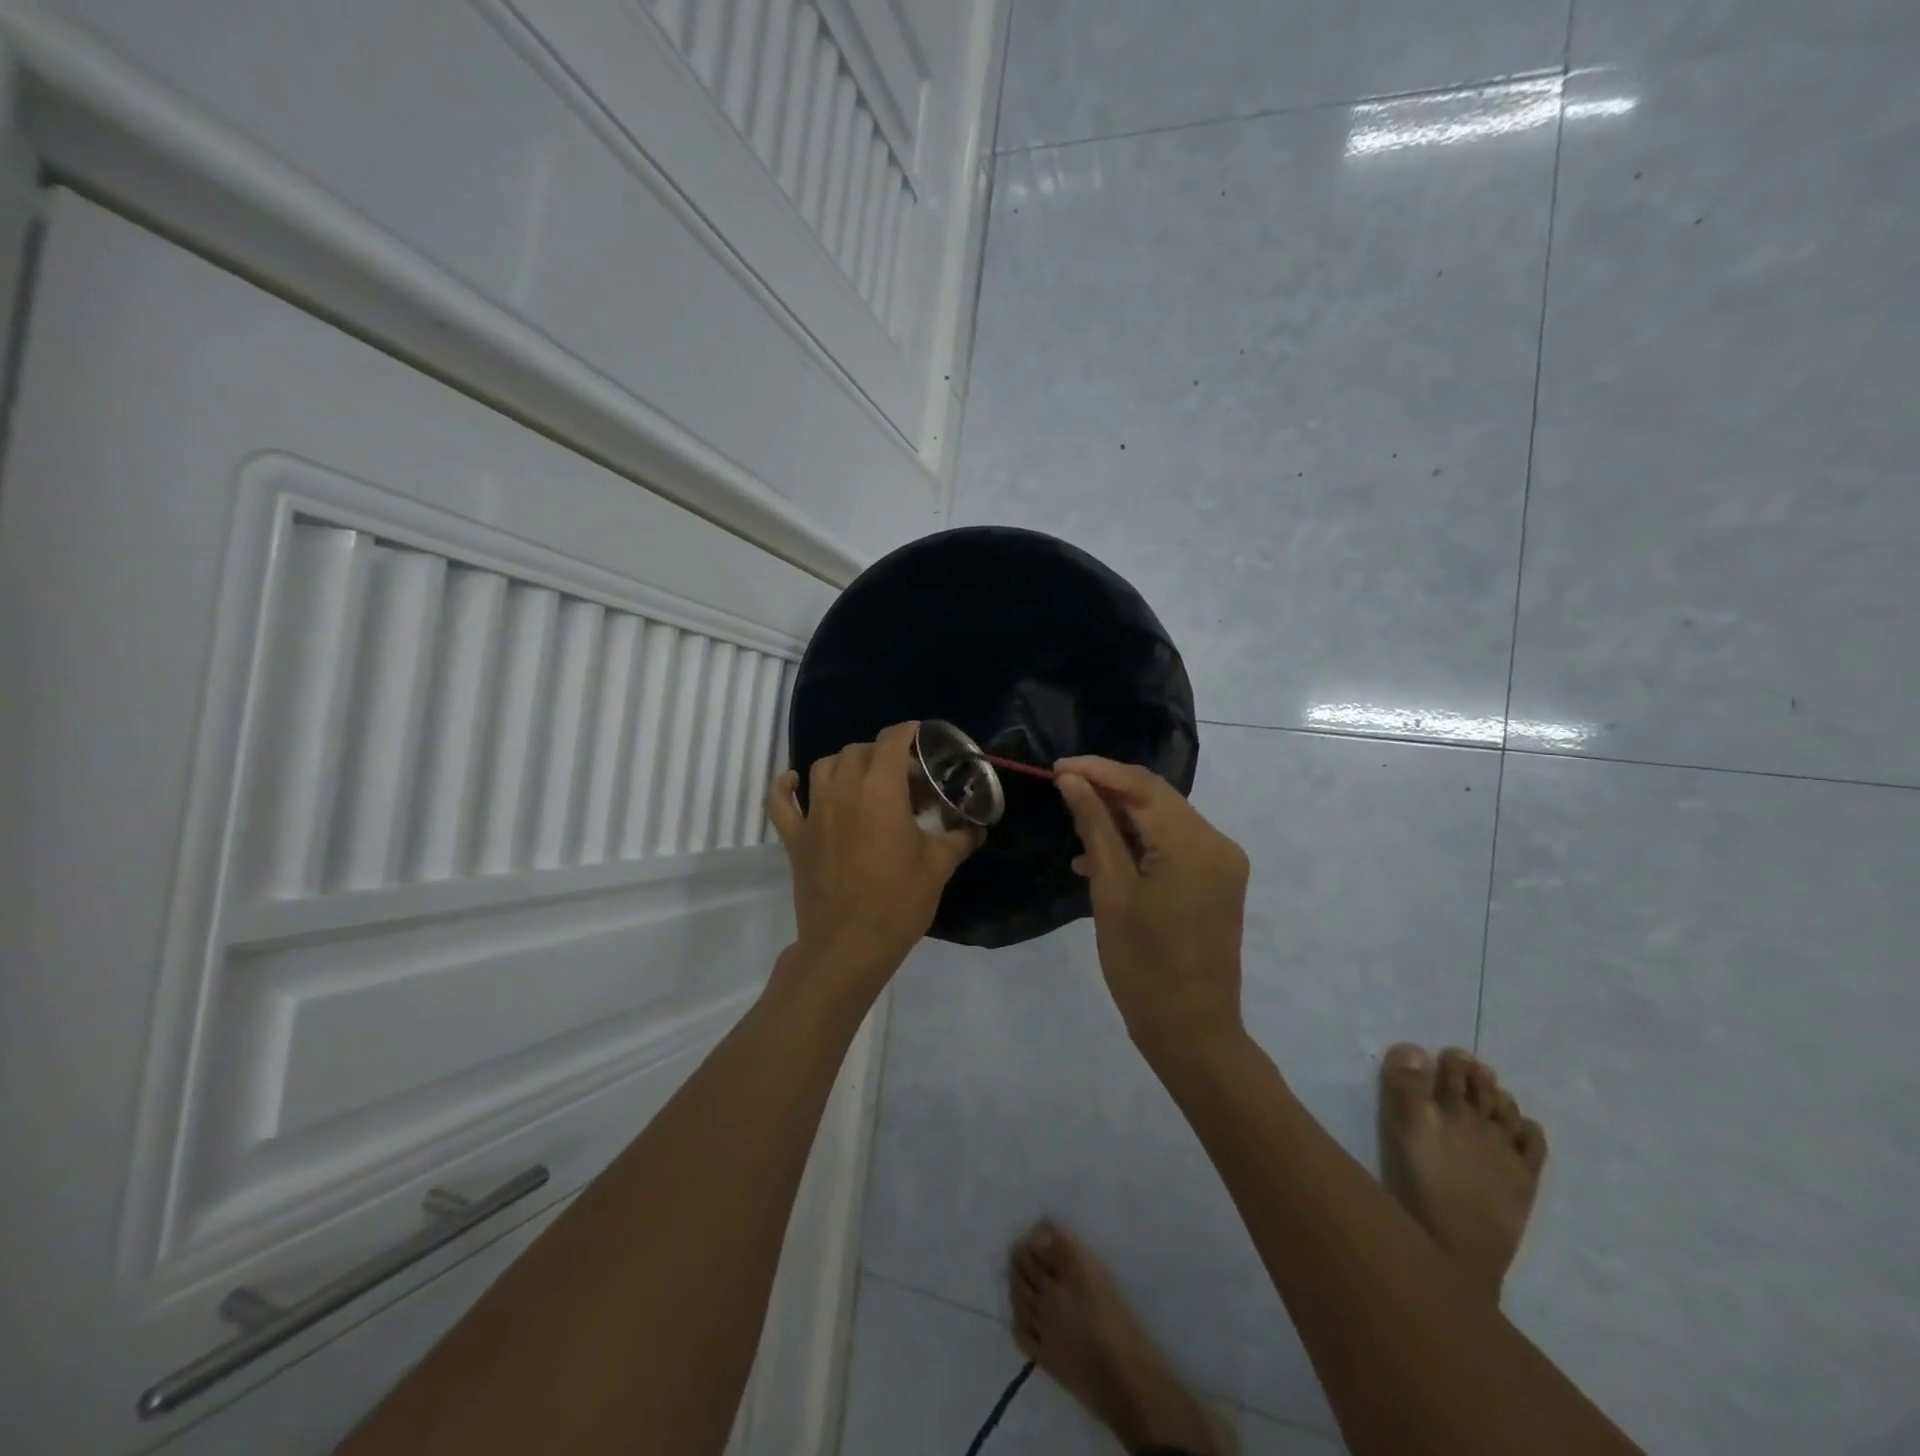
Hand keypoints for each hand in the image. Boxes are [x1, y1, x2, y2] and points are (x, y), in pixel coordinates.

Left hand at [767, 722, 979, 1000]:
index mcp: (881, 790)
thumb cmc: (899, 901)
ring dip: (845, 764)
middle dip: (883, 754)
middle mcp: (843, 790)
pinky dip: (785, 786)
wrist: (849, 945)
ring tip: (863, 780)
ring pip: (824, 766)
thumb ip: (959, 838)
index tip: (922, 740)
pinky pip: (781, 801)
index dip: (909, 733)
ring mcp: (814, 812)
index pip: (892, 741)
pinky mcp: (794, 837)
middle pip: (859, 751)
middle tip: (904, 779)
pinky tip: (794, 781)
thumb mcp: (939, 866)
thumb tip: (976, 827)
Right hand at [1054, 756, 1249, 1057]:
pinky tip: (1100, 858)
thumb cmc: (1143, 965)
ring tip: (1075, 824)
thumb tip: (1072, 781)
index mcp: (1194, 844)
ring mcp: (1221, 863)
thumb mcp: (1111, 891)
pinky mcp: (1217, 881)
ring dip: (1122, 817)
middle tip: (1062, 788)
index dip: (1097, 770)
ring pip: (1164, 820)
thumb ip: (1094, 827)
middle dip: (1108, 789)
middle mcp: (1217, 843)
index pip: (1142, 786)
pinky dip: (1139, 843)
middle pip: (1156, 798)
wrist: (1191, 1031)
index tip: (1056, 768)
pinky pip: (1173, 846)